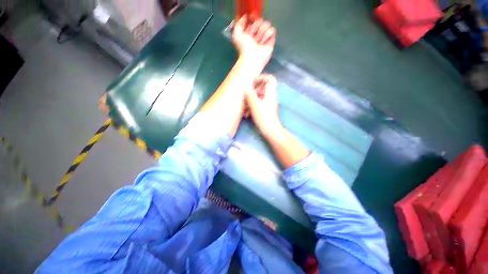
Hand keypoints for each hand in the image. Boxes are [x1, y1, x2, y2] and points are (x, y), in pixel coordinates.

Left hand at [233, 16, 275, 71]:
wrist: (252, 58)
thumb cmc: (244, 48)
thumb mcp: (237, 34)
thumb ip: (239, 24)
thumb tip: (245, 16)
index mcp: (249, 32)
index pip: (253, 19)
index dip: (252, 18)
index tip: (251, 18)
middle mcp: (257, 34)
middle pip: (260, 20)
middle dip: (256, 27)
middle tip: (253, 36)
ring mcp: (264, 38)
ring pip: (266, 24)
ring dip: (261, 31)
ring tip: (258, 41)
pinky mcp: (271, 41)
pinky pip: (272, 30)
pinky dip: (268, 35)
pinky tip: (263, 42)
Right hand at [245, 74, 281, 135]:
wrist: (270, 131)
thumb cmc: (263, 117)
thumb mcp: (255, 105)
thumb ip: (250, 94)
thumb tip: (247, 87)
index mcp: (270, 93)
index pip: (270, 79)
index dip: (261, 78)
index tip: (252, 83)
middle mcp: (270, 97)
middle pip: (262, 89)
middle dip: (252, 92)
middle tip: (246, 97)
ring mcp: (269, 105)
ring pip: (259, 98)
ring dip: (251, 101)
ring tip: (245, 109)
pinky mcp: (266, 111)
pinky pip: (259, 105)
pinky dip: (253, 107)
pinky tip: (247, 115)